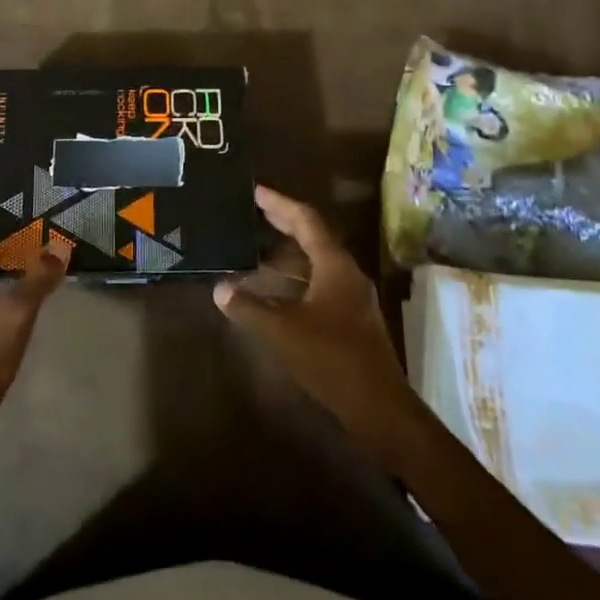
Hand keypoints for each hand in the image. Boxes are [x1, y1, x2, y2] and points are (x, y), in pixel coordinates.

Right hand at [215, 186, 423, 464]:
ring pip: (314, 264)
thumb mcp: (282, 331)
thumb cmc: (331, 358)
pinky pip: (317, 285)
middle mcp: (346, 273)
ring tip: (252, 254)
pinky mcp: (350, 320)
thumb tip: (221, 289)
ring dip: (285, 257)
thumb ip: (249, 308)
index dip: (279, 203)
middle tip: (252, 213)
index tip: (255, 191)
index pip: (305, 220)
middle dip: (282, 224)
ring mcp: (351, 297)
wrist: (379, 407)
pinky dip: (293, 282)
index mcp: (334, 265)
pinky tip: (271, 295)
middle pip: (312, 237)